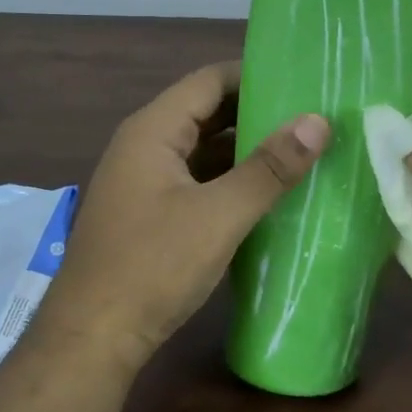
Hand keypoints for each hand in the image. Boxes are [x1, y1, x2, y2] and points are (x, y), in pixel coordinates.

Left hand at [34, 62, 329, 367]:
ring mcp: (143, 181)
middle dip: (256, 112)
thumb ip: (269, 168)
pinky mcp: (149, 214)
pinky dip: (229, 180)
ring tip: (300, 150)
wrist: (93, 338)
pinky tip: (265, 194)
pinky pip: (195, 181)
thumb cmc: (153, 267)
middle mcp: (144, 146)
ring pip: (201, 150)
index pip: (209, 80)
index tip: (304, 79)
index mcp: (152, 130)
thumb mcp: (219, 216)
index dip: (255, 74)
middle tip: (311, 116)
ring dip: (244, 150)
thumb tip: (318, 122)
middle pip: (205, 112)